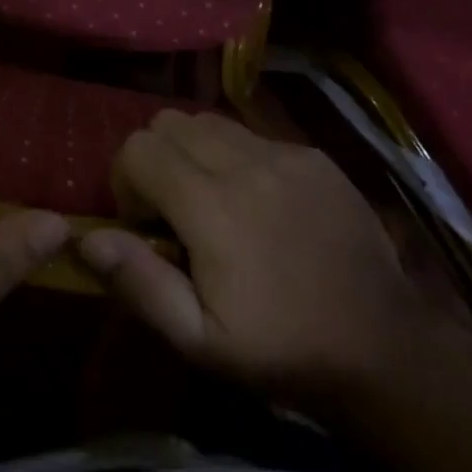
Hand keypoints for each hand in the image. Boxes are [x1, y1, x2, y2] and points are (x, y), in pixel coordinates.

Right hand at [79, 111, 422, 397]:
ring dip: (194, 150)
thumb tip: (87, 238)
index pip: (138, 148)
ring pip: (209, 120)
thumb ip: (140, 283)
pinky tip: (259, 201)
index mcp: (213, 206)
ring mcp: (284, 153)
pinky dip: (237, 156)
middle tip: (174, 207)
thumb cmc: (282, 350)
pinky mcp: (312, 154)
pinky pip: (253, 133)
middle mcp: (245, 163)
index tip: (145, 222)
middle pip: (169, 122)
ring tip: (212, 199)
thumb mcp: (201, 341)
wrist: (383, 347)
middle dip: (156, 158)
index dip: (127, 180)